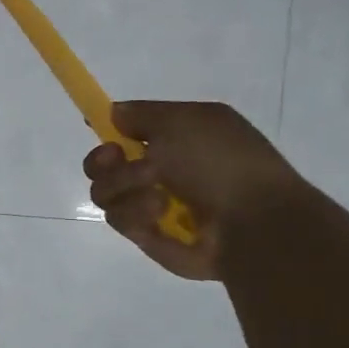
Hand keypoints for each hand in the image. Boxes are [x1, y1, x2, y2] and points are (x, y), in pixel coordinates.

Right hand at [83, 100, 305, 280]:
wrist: (250, 223)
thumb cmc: (221, 163)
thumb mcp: (184, 121)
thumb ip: (142, 114)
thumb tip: (112, 112)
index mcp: (175, 138)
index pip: (126, 131)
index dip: (108, 129)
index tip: (99, 128)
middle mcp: (159, 171)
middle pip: (102, 164)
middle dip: (102, 161)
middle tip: (117, 160)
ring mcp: (150, 205)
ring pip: (105, 192)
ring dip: (125, 186)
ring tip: (156, 193)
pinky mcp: (145, 235)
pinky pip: (118, 219)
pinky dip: (135, 213)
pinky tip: (158, 214)